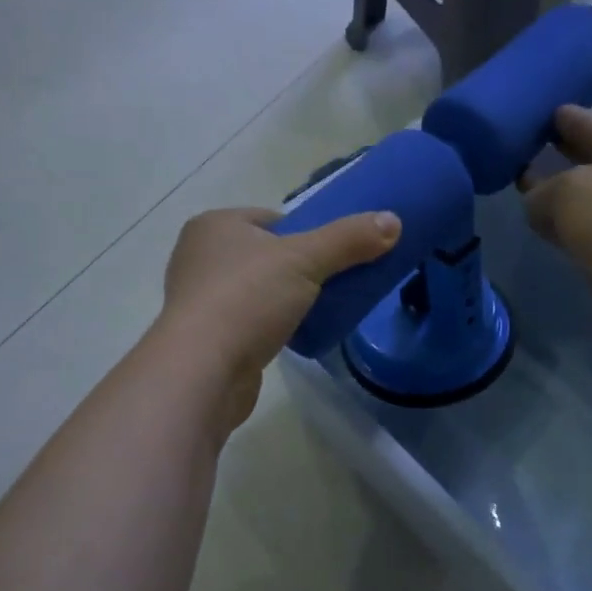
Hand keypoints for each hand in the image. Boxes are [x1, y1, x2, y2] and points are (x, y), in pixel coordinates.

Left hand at [154, 205, 400, 432]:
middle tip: (329, 284)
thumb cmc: (247, 299)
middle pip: (265, 254)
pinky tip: (290, 336)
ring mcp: (198, 298)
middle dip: (297, 268)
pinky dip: (268, 325)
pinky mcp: (204, 336)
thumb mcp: (306, 260)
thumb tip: (393, 221)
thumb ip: (349, 239)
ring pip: (256, 288)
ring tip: (315, 311)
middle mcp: (198, 255)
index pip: (271, 219)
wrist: (203, 370)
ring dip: (283, 298)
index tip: (332, 257)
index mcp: (214, 225)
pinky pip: (246, 319)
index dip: (306, 235)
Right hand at [520, 105, 591, 348]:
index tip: (525, 110)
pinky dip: (559, 227)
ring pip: (578, 196)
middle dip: (554, 150)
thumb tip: (536, 206)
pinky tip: (536, 225)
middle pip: (584, 156)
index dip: (557, 114)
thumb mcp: (568, 190)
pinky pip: (577, 230)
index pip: (585, 120)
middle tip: (513, 145)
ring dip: (553, 192)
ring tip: (516, 185)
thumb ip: (540, 191)